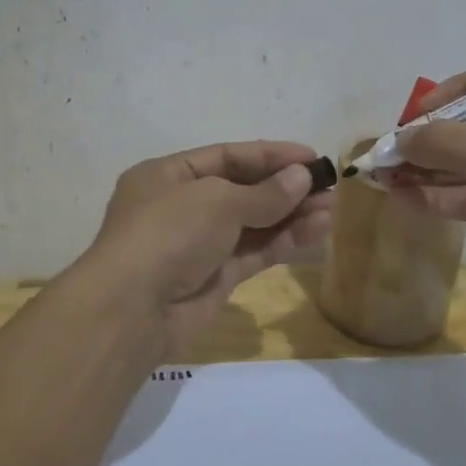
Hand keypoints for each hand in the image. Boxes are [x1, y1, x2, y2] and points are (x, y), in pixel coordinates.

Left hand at [81, 141, 334, 352]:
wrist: (132, 310)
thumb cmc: (168, 233)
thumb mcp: (216, 201)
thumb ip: (263, 193)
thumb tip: (302, 178)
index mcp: (167, 175)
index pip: (226, 157)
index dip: (270, 155)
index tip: (311, 157)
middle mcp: (181, 206)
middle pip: (242, 190)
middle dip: (285, 187)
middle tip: (330, 185)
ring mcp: (198, 244)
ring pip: (252, 224)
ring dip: (291, 215)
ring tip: (333, 208)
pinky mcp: (214, 279)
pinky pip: (254, 253)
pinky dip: (284, 242)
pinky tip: (317, 232)